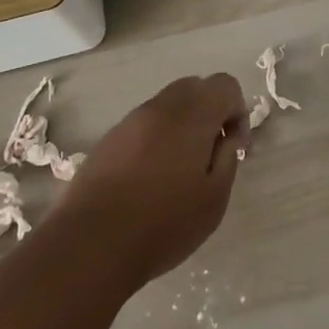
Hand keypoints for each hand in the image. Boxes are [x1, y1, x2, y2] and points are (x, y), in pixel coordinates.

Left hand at [50, 73, 248, 292]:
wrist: (90, 245)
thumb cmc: (163, 224)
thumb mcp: (214, 198)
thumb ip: (228, 157)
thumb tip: (227, 136)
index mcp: (192, 115)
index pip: (225, 84)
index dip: (238, 111)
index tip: (235, 147)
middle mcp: (161, 107)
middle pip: (195, 86)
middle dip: (210, 111)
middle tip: (211, 153)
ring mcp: (131, 120)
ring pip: (168, 103)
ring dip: (183, 124)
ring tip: (180, 169)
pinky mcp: (109, 138)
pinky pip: (144, 123)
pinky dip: (157, 136)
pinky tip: (151, 177)